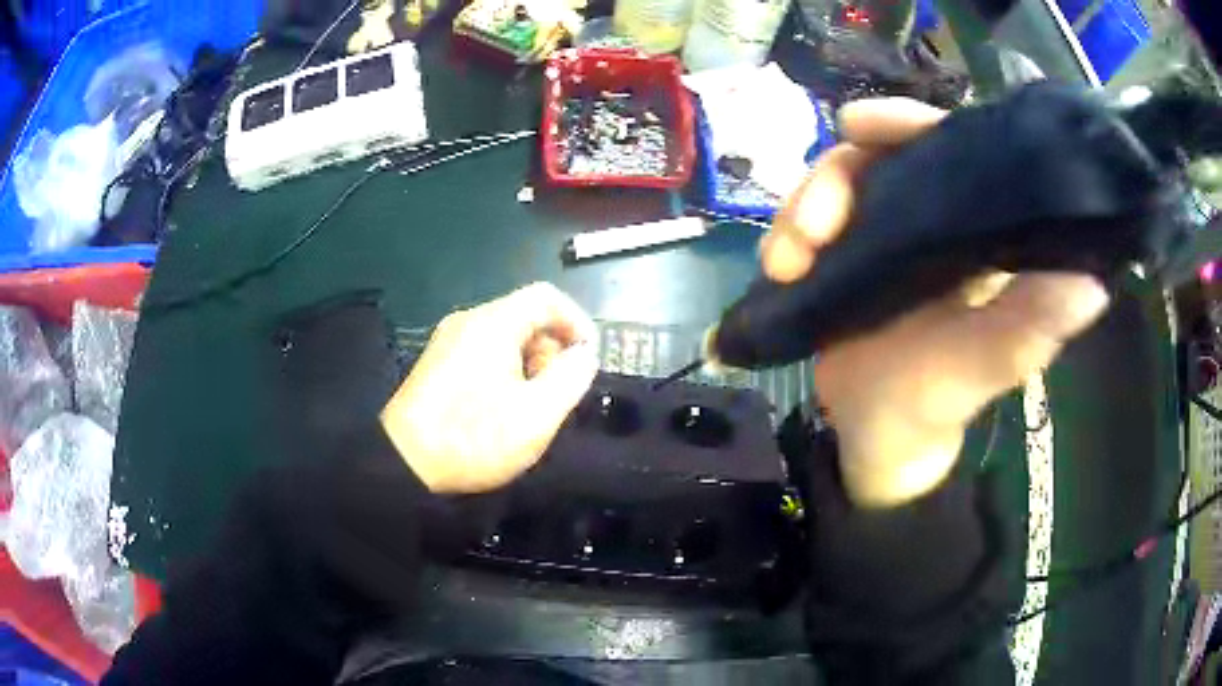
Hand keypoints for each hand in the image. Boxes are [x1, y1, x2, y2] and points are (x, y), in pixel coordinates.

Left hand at [380, 283, 599, 493]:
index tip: (588, 358)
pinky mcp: (437, 364)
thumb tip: (585, 354)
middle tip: (559, 392)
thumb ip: (572, 378)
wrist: (404, 463)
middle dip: (553, 349)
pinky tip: (503, 408)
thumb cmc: (474, 436)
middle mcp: (468, 321)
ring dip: (530, 363)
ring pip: (505, 336)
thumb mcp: (538, 414)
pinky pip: (483, 352)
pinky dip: (506, 370)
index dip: (577, 321)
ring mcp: (448, 342)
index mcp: (493, 323)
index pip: (546, 297)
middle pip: (525, 316)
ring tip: (533, 406)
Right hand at [761, 98, 1110, 507]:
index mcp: (976, 229)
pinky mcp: (844, 256)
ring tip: (783, 264)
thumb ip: (1029, 330)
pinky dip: (786, 236)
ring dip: (800, 213)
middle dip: (833, 180)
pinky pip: (809, 224)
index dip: (907, 124)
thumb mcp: (986, 369)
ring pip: (836, 188)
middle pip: (877, 158)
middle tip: (809, 229)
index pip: (947, 148)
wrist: (878, 439)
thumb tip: (1091, 285)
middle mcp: (930, 218)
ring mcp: (882, 234)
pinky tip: (776, 269)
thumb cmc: (937, 403)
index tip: (861, 125)